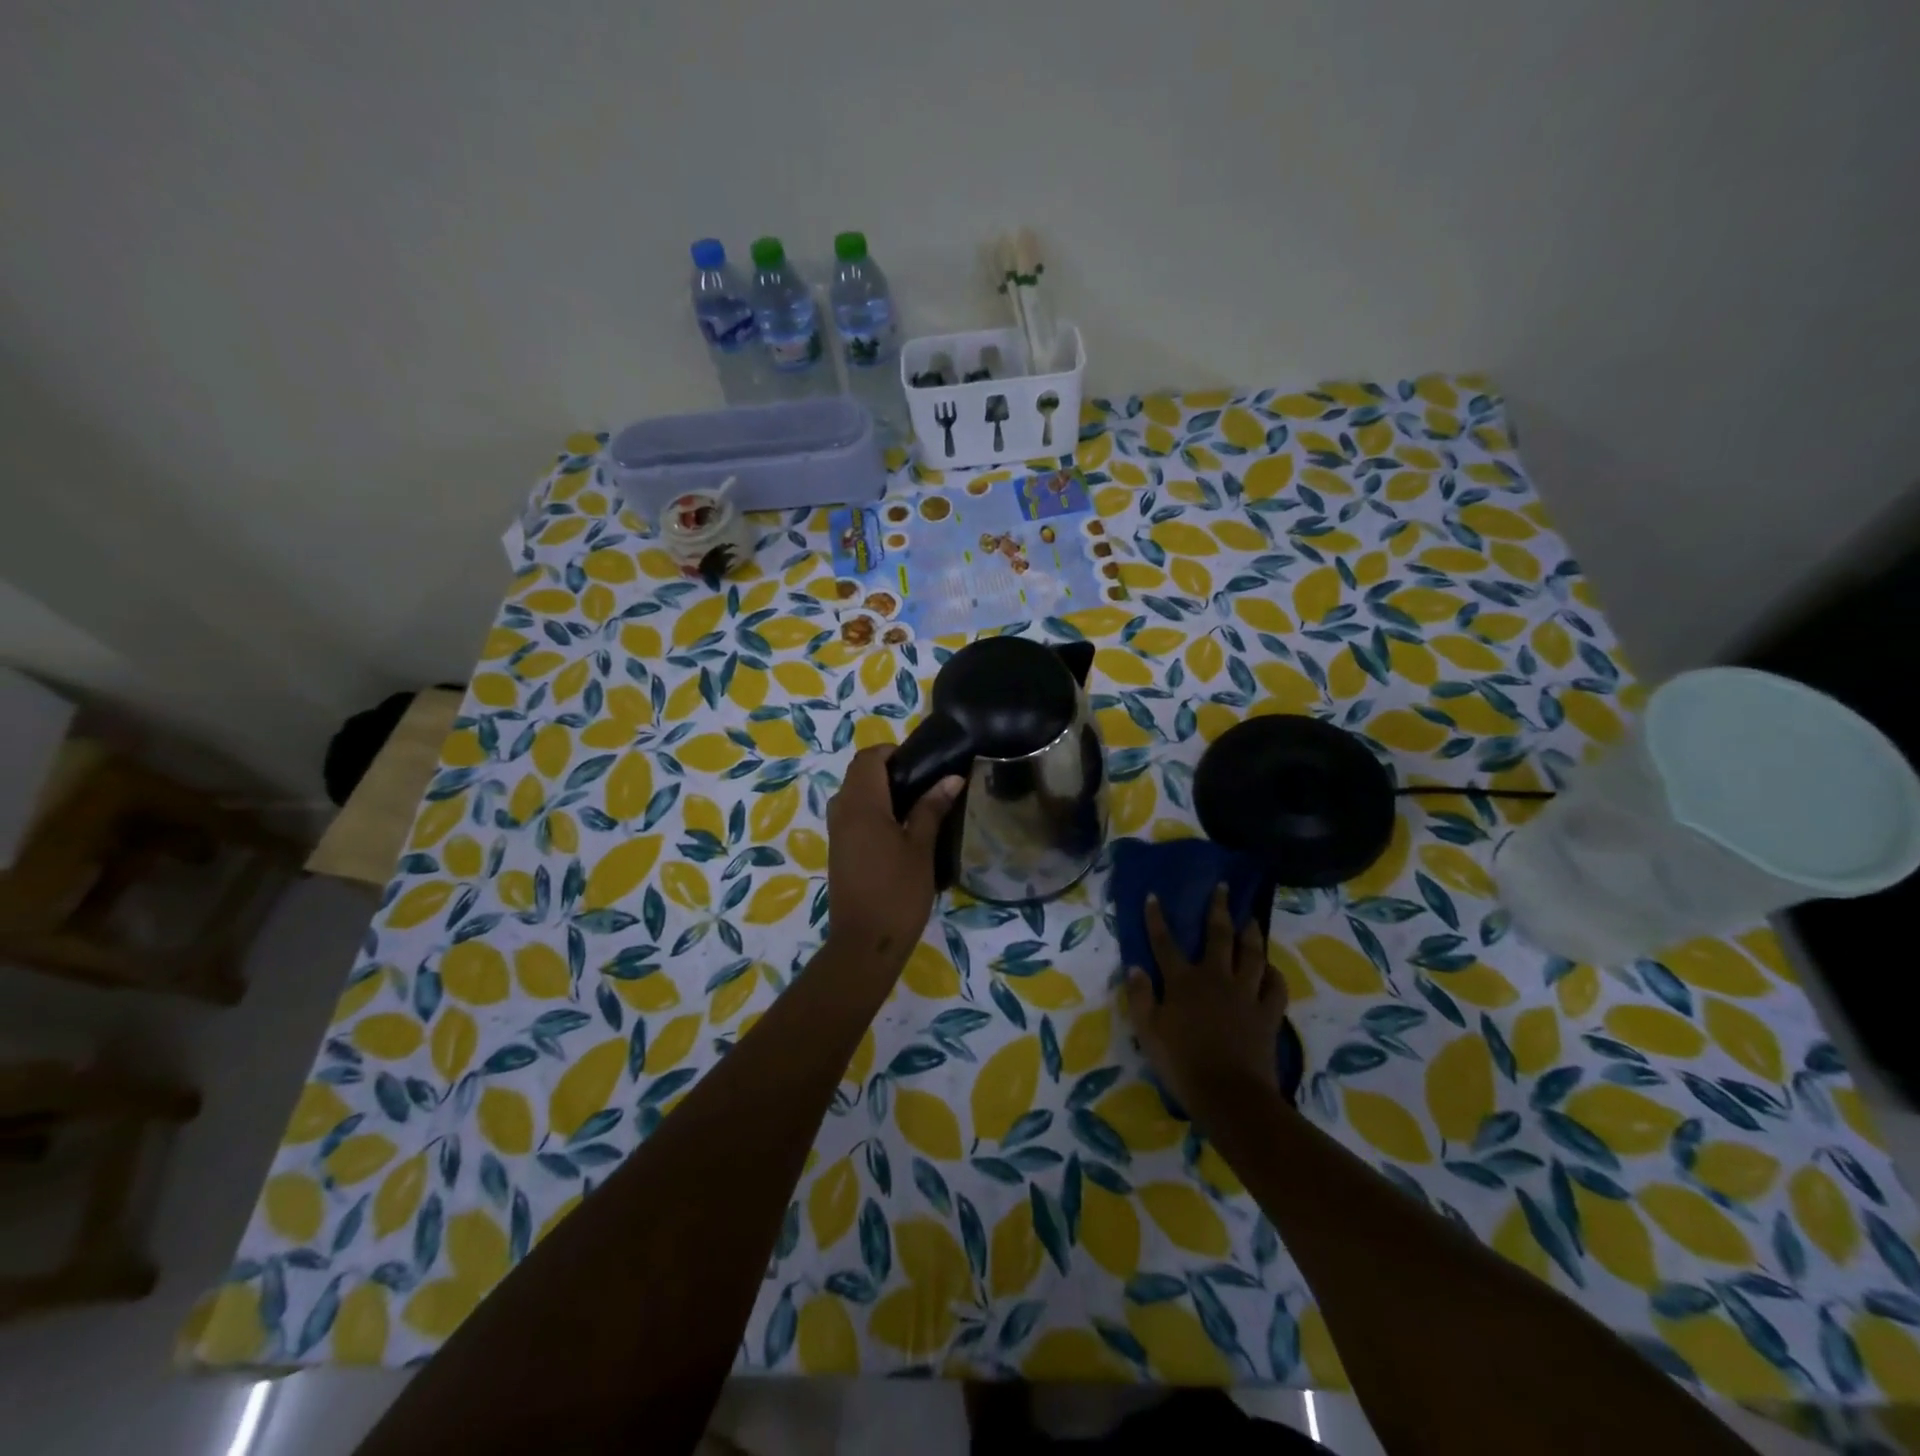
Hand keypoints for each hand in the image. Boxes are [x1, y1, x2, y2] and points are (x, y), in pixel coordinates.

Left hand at [825, 745, 962, 967]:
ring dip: (880, 791)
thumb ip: (932, 809)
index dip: (892, 752)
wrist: (865, 943)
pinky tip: (900, 829)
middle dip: (888, 769)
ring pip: (854, 794)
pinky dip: (873, 810)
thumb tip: (951, 778)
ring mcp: (837, 832)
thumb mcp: (921, 848)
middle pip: (859, 773)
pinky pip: (852, 814)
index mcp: (861, 804)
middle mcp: (842, 811)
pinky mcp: (839, 850)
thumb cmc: (898, 892)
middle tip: (925, 782)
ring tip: (917, 805)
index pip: (868, 758)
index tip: (922, 762)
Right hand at [1124, 885, 1287, 1117]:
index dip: (1157, 918)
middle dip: (1218, 909)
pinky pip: (1275, 987)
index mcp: (1182, 981)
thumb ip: (1140, 997)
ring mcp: (1245, 994)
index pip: (1165, 942)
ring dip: (1251, 933)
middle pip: (1218, 936)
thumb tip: (1135, 966)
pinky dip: (1274, 975)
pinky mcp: (1267, 1014)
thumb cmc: (1181, 1063)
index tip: (1154, 896)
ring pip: (1251, 954)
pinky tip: (1271, 968)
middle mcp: (1215, 978)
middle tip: (1224, 888)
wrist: (1229, 1095)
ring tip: (1251, 918)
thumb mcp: (1147, 1031)